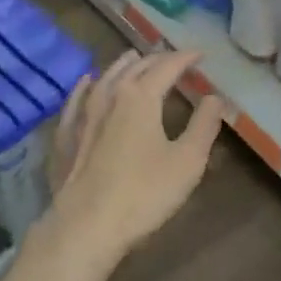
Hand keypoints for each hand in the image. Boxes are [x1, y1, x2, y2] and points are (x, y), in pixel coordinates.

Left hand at [41, 48, 226, 265]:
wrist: (86, 226)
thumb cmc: (144, 193)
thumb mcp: (187, 161)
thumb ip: (204, 125)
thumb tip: (215, 97)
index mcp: (141, 96)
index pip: (167, 66)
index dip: (186, 58)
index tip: (201, 54)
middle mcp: (109, 95)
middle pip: (136, 68)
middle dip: (158, 59)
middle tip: (174, 59)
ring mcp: (82, 114)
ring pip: (105, 77)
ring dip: (123, 65)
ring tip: (134, 58)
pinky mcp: (65, 135)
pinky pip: (76, 100)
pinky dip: (86, 86)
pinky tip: (87, 82)